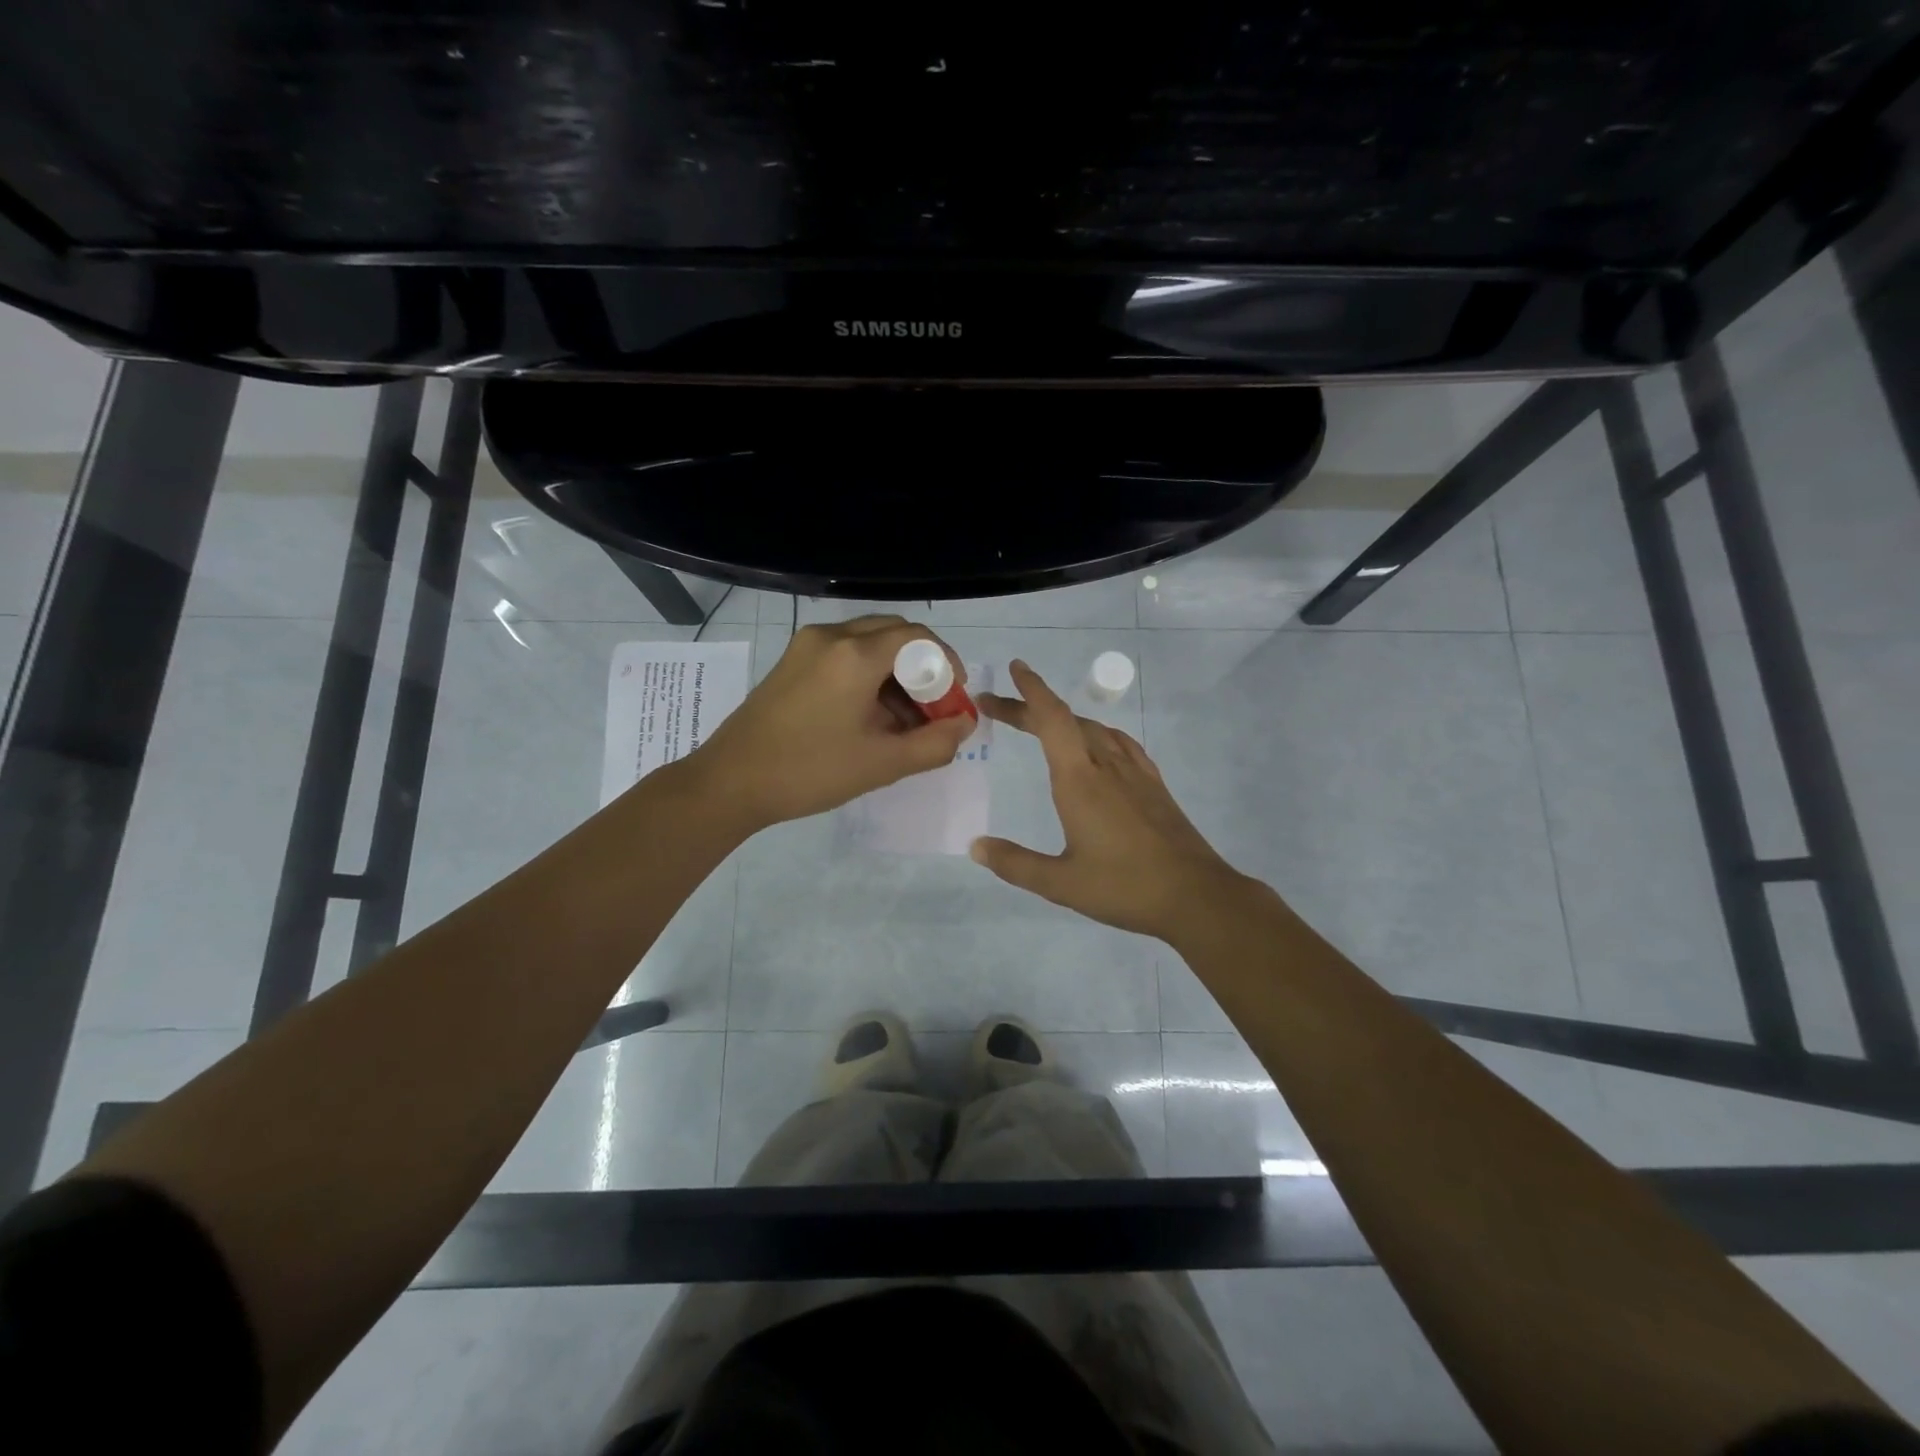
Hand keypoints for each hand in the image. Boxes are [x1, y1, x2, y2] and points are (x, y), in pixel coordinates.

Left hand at [686, 616, 975, 830]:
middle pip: (894, 633)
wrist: (730, 782)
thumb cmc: (810, 771)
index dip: (947, 664)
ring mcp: (806, 646)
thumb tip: (964, 724)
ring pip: (868, 642)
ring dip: (895, 672)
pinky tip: (868, 714)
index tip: (954, 700)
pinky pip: (843, 653)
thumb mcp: (882, 763)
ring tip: (902, 719)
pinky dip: (867, 674)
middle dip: (922, 667)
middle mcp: (831, 636)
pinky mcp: (791, 661)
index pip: (919, 638)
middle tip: (931, 709)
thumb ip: (934, 743)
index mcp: (855, 654)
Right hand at [971, 660, 1244, 938]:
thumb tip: (975, 846)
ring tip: (1040, 727)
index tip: (1014, 668)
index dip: (1031, 690)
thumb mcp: (1061, 883)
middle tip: (998, 708)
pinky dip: (1096, 733)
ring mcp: (1135, 773)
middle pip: (1066, 720)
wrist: (1196, 896)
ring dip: (1063, 720)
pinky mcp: (1154, 785)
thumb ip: (1015, 863)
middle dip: (1030, 707)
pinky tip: (1097, 746)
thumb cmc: (1124, 887)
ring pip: (1094, 729)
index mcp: (1080, 781)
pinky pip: (1121, 743)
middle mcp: (1107, 766)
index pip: (1052, 719)